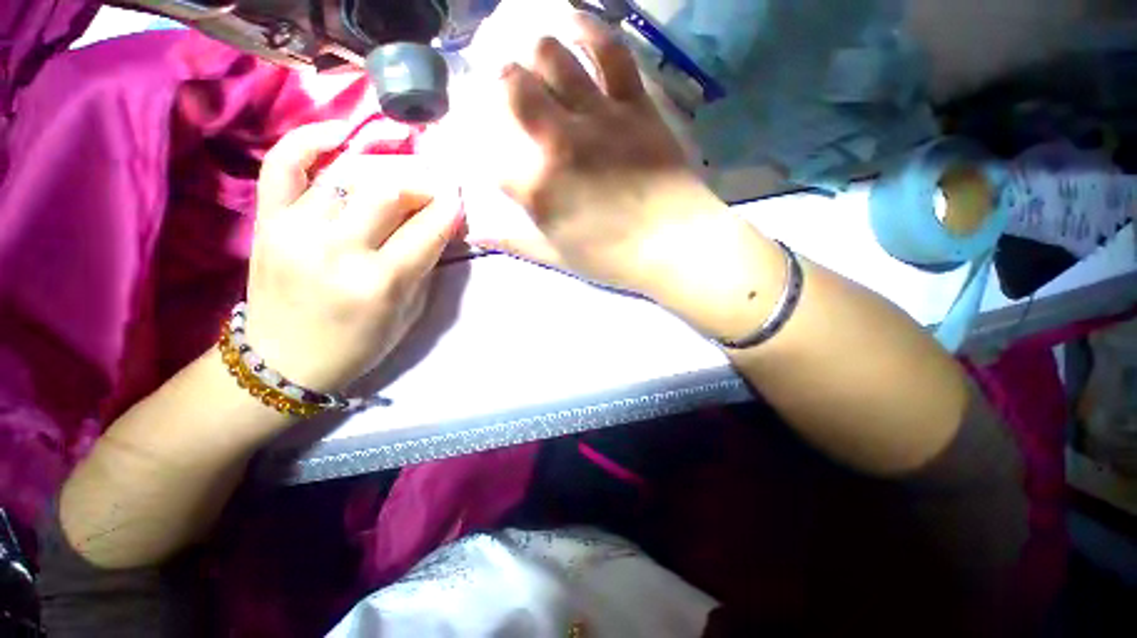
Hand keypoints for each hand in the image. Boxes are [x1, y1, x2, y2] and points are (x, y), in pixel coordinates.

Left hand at [244, 121, 461, 392]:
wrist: (283, 361)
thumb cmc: (359, 344)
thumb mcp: (409, 313)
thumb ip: (425, 266)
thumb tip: (439, 226)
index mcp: (380, 283)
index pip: (427, 230)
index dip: (450, 210)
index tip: (458, 201)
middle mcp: (338, 250)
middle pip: (390, 192)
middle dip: (422, 185)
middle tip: (433, 191)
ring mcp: (296, 230)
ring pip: (349, 174)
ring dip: (386, 168)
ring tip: (401, 173)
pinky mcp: (267, 221)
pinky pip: (284, 165)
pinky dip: (310, 140)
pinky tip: (339, 134)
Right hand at [477, 12, 728, 295]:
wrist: (674, 246)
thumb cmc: (613, 258)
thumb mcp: (558, 257)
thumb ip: (516, 242)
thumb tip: (477, 235)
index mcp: (537, 187)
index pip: (489, 152)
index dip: (480, 142)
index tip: (486, 141)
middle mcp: (558, 141)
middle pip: (513, 88)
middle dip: (501, 81)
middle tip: (506, 86)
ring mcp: (598, 117)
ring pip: (554, 58)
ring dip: (536, 52)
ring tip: (535, 56)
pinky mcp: (635, 105)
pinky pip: (610, 53)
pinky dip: (590, 30)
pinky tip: (575, 22)